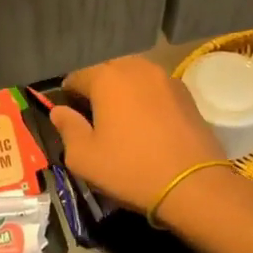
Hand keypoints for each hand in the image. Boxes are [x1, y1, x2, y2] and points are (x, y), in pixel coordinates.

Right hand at [54, 55, 224, 213]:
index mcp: (107, 77)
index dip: (68, 96)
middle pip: (107, 72)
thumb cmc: (130, 169)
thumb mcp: (83, 157)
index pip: (76, 76)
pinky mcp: (187, 94)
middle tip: (95, 120)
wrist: (194, 185)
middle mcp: (136, 67)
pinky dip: (146, 100)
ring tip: (123, 121)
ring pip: (134, 78)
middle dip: (97, 91)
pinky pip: (156, 90)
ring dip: (123, 93)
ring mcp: (165, 78)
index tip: (69, 117)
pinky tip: (148, 126)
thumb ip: (66, 128)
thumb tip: (59, 111)